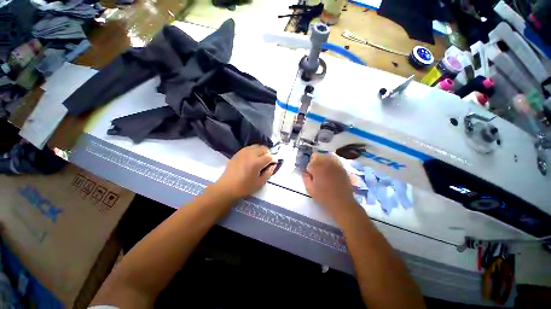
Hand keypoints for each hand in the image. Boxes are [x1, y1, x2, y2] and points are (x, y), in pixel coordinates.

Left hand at [212, 144, 275, 200]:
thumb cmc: (244, 187)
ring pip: (257, 146)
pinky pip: (249, 147)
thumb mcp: (260, 183)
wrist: (227, 187)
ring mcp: (243, 152)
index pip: (269, 156)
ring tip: (260, 159)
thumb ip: (269, 172)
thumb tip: (273, 165)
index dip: (273, 160)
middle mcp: (250, 154)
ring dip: (261, 151)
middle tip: (267, 162)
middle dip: (268, 154)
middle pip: (264, 148)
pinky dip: (254, 150)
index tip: (273, 165)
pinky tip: (252, 158)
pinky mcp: (238, 152)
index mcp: (256, 162)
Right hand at [302, 153, 360, 221]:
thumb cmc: (324, 196)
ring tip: (323, 170)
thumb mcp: (309, 188)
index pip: (309, 162)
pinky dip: (330, 162)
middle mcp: (327, 162)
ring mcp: (336, 164)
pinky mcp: (342, 167)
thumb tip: (305, 171)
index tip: (310, 175)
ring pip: (326, 155)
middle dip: (314, 162)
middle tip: (316, 172)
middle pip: (317, 155)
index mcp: (318, 167)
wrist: (342, 202)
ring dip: (322, 161)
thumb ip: (305, 177)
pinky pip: (334, 160)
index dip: (309, 169)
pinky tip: (330, 170)